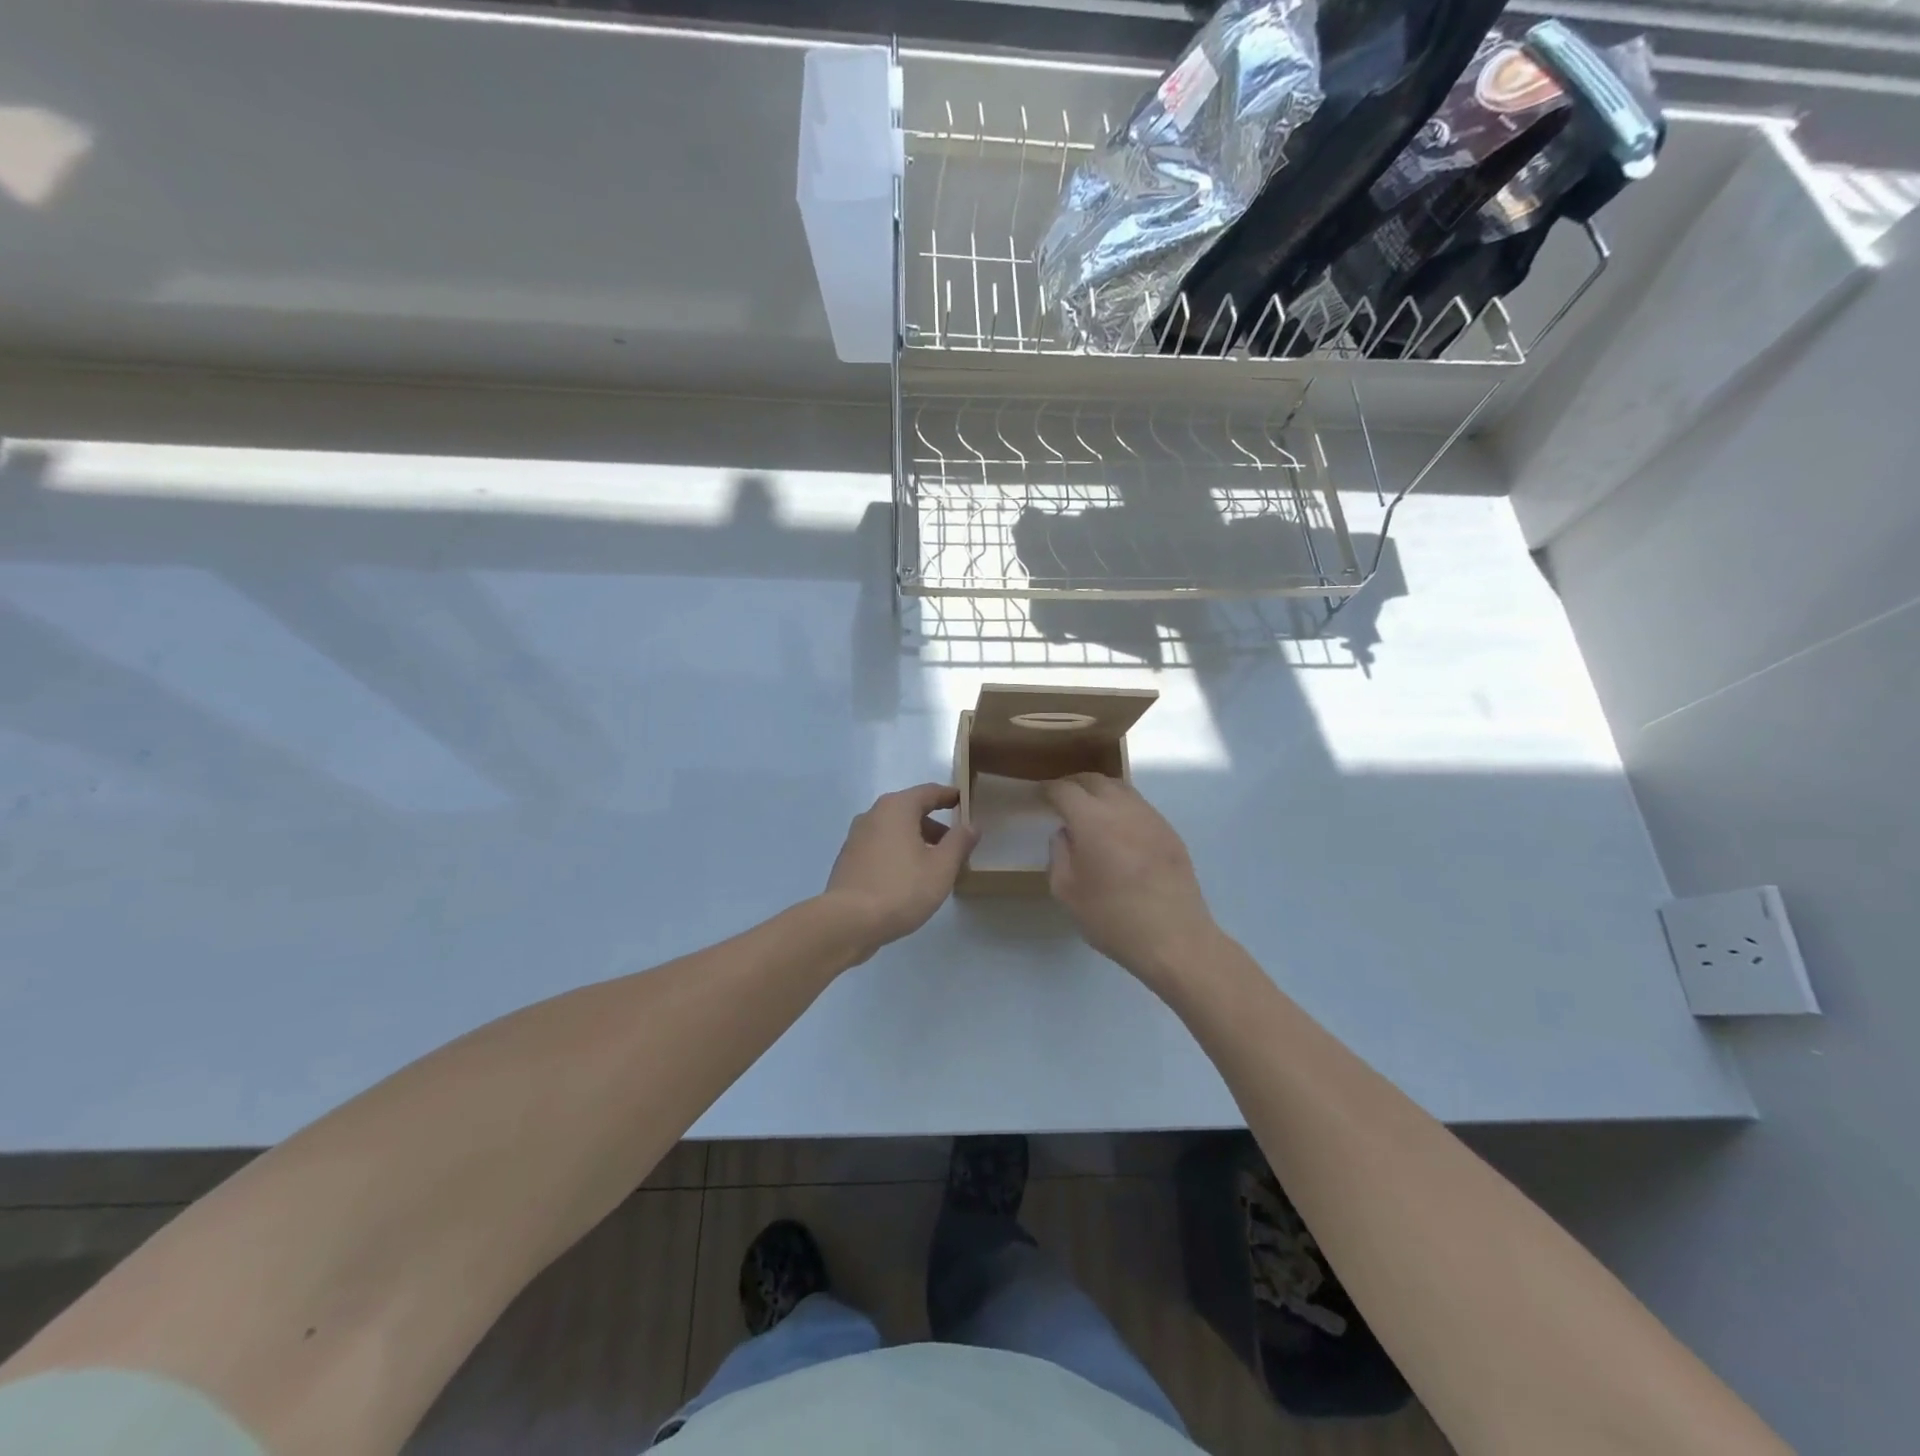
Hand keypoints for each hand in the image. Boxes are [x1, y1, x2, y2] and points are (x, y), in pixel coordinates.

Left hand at [823, 783, 977, 961]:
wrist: (848, 922)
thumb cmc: (901, 888)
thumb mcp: (941, 867)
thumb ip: (959, 842)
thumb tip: (971, 825)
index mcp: (896, 808)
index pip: (929, 792)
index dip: (949, 796)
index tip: (965, 801)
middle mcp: (873, 815)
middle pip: (910, 810)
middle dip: (934, 824)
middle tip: (955, 844)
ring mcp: (856, 837)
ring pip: (894, 830)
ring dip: (916, 841)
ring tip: (934, 866)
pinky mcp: (849, 859)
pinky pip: (880, 846)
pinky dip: (898, 853)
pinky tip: (908, 878)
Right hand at [1044, 773, 1219, 987]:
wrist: (1174, 938)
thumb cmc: (1113, 918)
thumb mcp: (1067, 892)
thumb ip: (1059, 855)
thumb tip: (1065, 834)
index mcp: (1092, 819)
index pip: (1065, 790)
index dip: (1048, 790)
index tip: (1038, 797)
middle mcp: (1122, 808)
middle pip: (1094, 780)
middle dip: (1074, 784)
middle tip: (1062, 799)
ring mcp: (1150, 817)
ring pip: (1121, 788)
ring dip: (1100, 792)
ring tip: (1089, 810)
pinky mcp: (1169, 831)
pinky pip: (1140, 807)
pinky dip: (1122, 808)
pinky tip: (1118, 830)